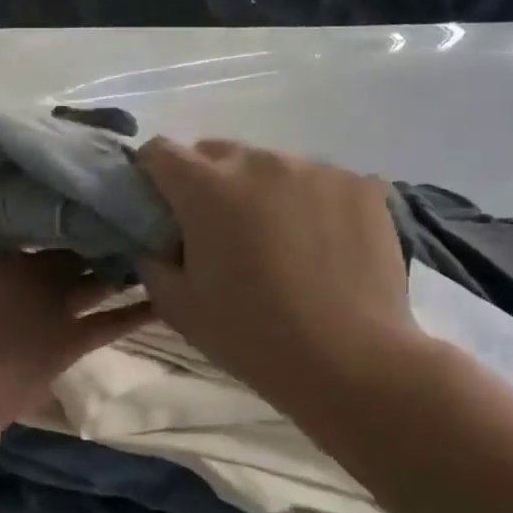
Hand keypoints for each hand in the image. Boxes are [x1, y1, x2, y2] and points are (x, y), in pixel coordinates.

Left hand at [0, 108, 149, 426]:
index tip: (105, 150)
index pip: (41, 199)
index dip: (67, 177)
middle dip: (106, 214)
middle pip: (78, 236)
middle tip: (153, 187)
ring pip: (102, 275)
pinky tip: (179, 286)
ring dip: (130, 256)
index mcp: (2, 240)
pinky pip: (114, 321)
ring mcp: (55, 306)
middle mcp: (31, 268)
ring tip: (174, 227)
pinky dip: (142, 308)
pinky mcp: (72, 340)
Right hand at [135, 139, 425, 406]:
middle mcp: (258, 162)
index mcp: (206, 187)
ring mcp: (315, 169)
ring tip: (278, 241)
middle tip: (219, 231)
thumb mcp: (176, 305)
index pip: (160, 151)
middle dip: (207, 183)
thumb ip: (152, 259)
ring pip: (270, 166)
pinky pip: (318, 182)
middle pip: (216, 153)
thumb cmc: (251, 334)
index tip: (161, 206)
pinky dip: (309, 203)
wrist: (351, 362)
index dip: (152, 174)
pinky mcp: (360, 185)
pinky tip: (321, 246)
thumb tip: (157, 240)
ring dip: (261, 191)